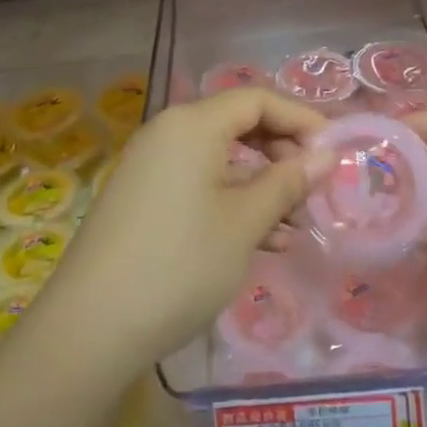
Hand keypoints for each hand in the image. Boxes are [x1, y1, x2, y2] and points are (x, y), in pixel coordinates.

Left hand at [41, 89, 330, 371]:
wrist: (92, 327)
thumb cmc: (180, 263)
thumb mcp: (245, 222)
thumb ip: (287, 182)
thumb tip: (325, 154)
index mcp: (192, 124)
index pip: (256, 100)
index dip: (300, 120)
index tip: (333, 153)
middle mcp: (168, 133)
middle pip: (237, 125)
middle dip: (281, 155)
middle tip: (312, 192)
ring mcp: (151, 167)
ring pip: (220, 161)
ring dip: (261, 188)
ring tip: (294, 229)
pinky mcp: (142, 200)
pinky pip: (198, 186)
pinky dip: (232, 204)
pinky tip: (262, 243)